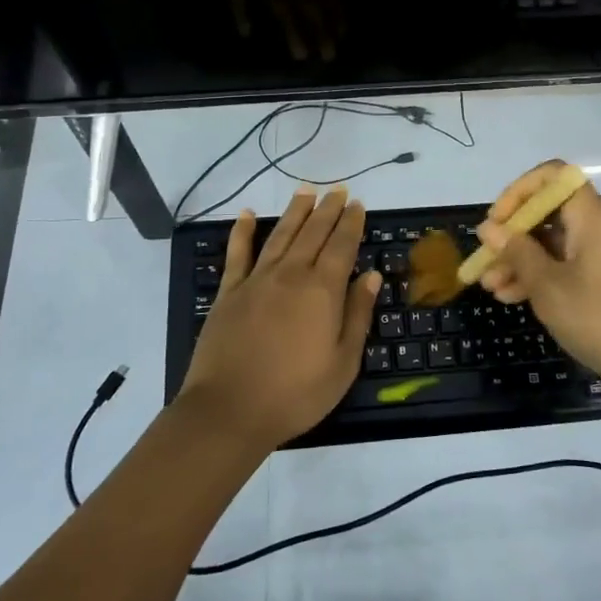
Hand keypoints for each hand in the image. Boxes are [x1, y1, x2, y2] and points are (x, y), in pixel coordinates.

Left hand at [180, 187, 380, 449]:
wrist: (229, 410)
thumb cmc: (296, 393)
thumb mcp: (342, 363)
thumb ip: (357, 315)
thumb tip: (371, 276)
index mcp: (322, 290)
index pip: (342, 246)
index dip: (351, 223)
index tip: (358, 204)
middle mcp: (291, 274)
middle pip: (313, 233)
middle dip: (328, 209)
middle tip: (338, 190)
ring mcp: (256, 280)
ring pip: (281, 235)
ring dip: (295, 211)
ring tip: (306, 190)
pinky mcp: (229, 292)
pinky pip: (237, 253)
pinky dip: (243, 231)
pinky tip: (247, 214)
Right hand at [472, 161, 600, 400]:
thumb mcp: (549, 288)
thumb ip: (517, 252)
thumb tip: (489, 227)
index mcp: (594, 217)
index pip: (553, 177)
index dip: (518, 192)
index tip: (496, 223)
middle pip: (552, 213)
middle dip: (514, 236)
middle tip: (485, 264)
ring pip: (559, 243)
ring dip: (524, 261)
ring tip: (493, 289)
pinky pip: (573, 263)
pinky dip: (547, 275)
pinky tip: (516, 298)